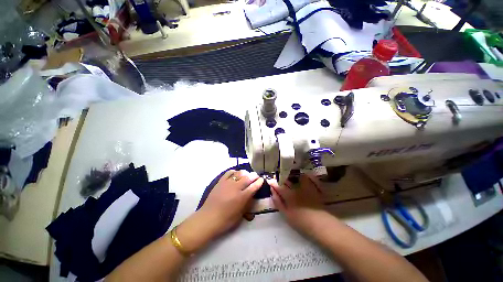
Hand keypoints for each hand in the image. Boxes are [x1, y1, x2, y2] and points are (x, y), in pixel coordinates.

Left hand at [176, 170, 263, 252]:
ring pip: (239, 173)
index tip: (262, 179)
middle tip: (256, 176)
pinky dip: (234, 171)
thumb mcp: (240, 214)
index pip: (254, 186)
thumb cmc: (226, 220)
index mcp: (242, 197)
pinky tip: (236, 173)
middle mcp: (236, 188)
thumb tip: (252, 195)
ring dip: (245, 172)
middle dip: (254, 175)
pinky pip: (229, 173)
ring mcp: (228, 183)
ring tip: (247, 174)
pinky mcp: (221, 181)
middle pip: (248, 177)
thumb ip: (247, 203)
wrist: (208, 218)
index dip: (259, 182)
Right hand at [268, 173, 326, 234]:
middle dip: (282, 178)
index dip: (273, 183)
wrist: (320, 224)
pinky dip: (308, 176)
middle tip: (280, 178)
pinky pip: (311, 179)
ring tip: (292, 176)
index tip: (270, 181)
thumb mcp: (286, 214)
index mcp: (288, 195)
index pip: (278, 187)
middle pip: (287, 181)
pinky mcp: (315, 189)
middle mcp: (296, 188)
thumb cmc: (300, 221)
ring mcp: (306, 188)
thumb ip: (278, 202)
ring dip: (294, 176)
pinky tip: (306, 176)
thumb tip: (272, 192)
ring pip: (298, 177)